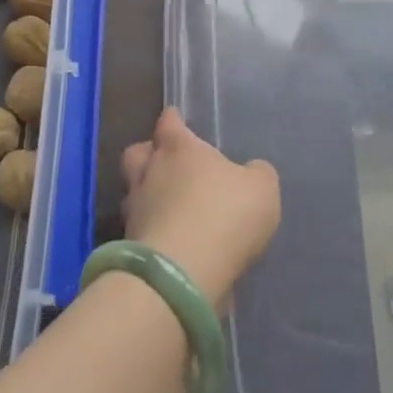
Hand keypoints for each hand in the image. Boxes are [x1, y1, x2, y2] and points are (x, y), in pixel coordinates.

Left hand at [121, 107, 280, 307]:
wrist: (184, 274)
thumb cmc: (225, 214)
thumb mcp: (261, 189)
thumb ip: (256, 174)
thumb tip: (251, 171)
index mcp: (179, 149)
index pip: (169, 123)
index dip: (173, 120)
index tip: (175, 119)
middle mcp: (150, 173)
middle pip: (137, 154)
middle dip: (148, 154)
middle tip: (164, 162)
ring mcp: (135, 210)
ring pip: (132, 192)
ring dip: (146, 196)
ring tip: (167, 206)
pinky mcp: (130, 246)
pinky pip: (139, 229)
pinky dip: (151, 230)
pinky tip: (170, 239)